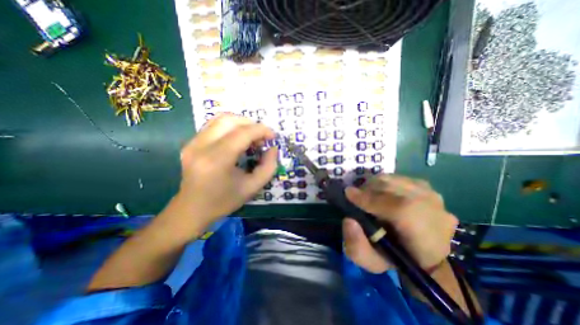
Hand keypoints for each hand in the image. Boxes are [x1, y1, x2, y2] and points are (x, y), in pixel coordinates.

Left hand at [169, 116, 277, 234]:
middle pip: (230, 120)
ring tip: (251, 138)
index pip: (243, 133)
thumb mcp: (253, 187)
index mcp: (217, 160)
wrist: (192, 210)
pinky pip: (213, 125)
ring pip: (220, 119)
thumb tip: (273, 148)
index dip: (261, 130)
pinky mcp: (190, 143)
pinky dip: (230, 127)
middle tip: (261, 138)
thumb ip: (269, 166)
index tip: (273, 137)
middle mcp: (201, 146)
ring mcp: (192, 143)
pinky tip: (237, 140)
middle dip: (251, 124)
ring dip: (241, 124)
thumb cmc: (224, 201)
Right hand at [341, 174, 457, 272]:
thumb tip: (349, 220)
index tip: (348, 194)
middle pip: (393, 188)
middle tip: (356, 197)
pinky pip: (397, 178)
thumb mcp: (372, 262)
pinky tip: (381, 194)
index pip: (399, 209)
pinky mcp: (426, 187)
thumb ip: (357, 247)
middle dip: (367, 190)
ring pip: (393, 179)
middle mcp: (434, 210)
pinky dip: (383, 183)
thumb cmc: (397, 260)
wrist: (425, 254)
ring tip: (367, 196)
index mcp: (426, 236)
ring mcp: (432, 195)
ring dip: (374, 186)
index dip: (369, 199)